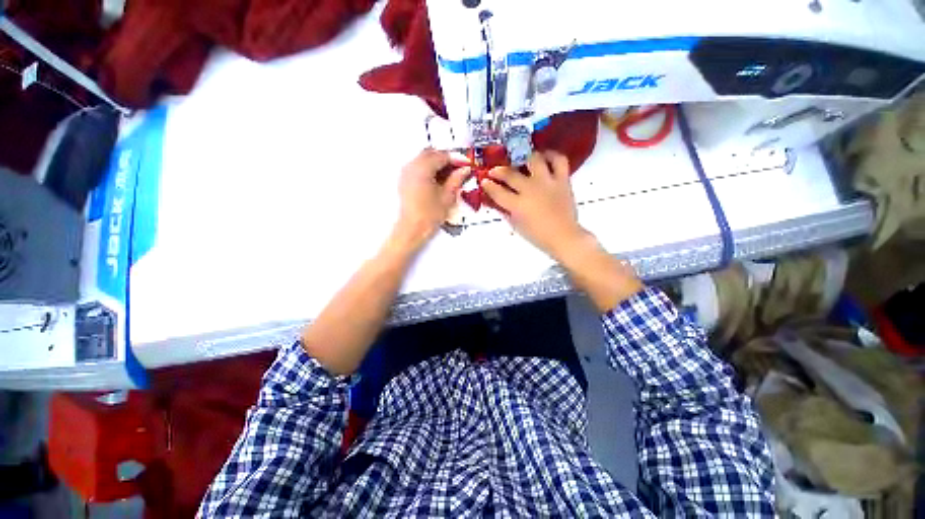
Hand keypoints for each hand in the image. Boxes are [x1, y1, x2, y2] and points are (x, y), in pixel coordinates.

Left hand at [395, 149, 469, 247]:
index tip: (467, 164)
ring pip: (423, 159)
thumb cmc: (430, 215)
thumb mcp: (447, 197)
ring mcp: (406, 172)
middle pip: (431, 153)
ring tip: (449, 176)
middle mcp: (412, 166)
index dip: (456, 159)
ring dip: (437, 163)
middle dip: (446, 159)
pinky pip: (418, 167)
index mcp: (423, 168)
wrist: (411, 229)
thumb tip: (465, 169)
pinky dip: (429, 169)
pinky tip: (438, 180)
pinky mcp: (404, 180)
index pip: (442, 156)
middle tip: (458, 169)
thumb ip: (456, 179)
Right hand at [480, 151, 586, 260]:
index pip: (498, 192)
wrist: (563, 237)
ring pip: (534, 160)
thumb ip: (506, 212)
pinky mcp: (562, 180)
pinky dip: (552, 156)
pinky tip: (545, 157)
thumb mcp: (517, 226)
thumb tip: (499, 202)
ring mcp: (547, 183)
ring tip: (521, 159)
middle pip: (511, 175)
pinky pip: (559, 160)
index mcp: (518, 205)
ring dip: (524, 158)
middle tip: (494, 170)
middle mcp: (531, 190)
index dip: (488, 186)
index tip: (484, 181)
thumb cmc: (538, 236)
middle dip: (498, 171)